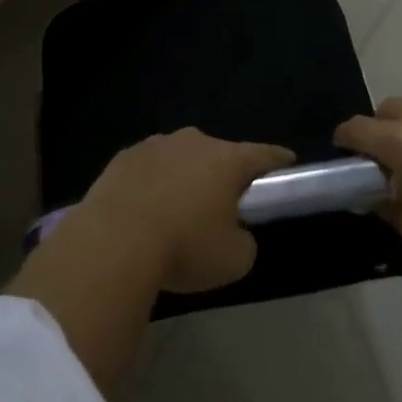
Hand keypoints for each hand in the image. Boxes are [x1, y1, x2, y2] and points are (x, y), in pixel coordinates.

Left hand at [78, 129, 293, 293]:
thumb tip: (236, 233)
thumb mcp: (234, 260)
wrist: (114, 241)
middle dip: (223, 175)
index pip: (263, 154)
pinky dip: (152, 185)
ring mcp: (155, 144)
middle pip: (218, 155)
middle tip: (222, 205)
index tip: (288, 163)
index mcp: (227, 159)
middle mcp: (194, 141)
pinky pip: (149, 169)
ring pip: (180, 159)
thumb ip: (245, 242)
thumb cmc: (184, 246)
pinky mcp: (124, 157)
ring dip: (184, 178)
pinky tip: (145, 212)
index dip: (278, 160)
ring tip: (177, 212)